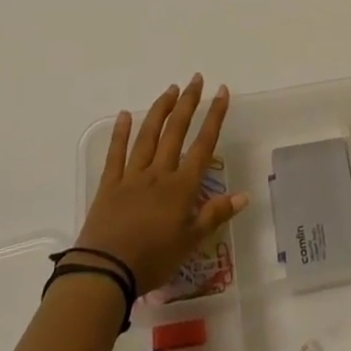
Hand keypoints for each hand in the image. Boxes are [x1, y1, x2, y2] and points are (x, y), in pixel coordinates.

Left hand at [74, 76, 249, 295]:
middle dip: (188, 103)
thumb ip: (215, 215)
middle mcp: (159, 173)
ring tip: (170, 89)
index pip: (203, 145)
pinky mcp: (109, 185)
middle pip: (176, 131)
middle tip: (196, 79)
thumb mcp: (190, 243)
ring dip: (160, 110)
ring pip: (148, 136)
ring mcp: (132, 176)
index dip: (214, 117)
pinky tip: (124, 115)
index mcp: (181, 187)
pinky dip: (120, 133)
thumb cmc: (153, 260)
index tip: (221, 91)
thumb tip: (244, 195)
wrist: (106, 272)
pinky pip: (116, 154)